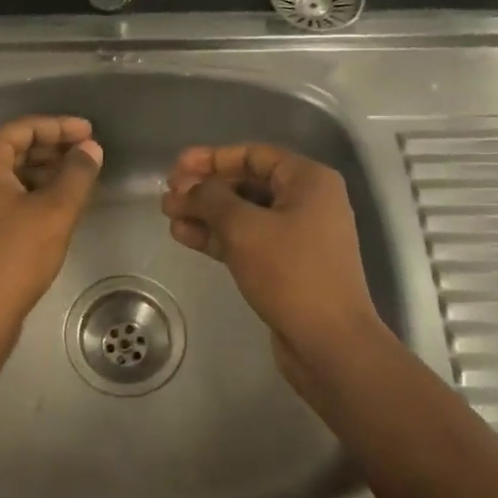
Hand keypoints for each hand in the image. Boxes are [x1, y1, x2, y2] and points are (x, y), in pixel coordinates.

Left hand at [0, 115, 103, 340]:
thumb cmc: (13, 257)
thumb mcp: (54, 212)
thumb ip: (77, 174)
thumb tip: (91, 149)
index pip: (24, 128)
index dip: (61, 127)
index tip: (92, 132)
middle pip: (13, 147)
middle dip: (53, 149)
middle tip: (89, 155)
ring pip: (7, 172)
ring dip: (42, 172)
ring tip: (78, 179)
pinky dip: (27, 192)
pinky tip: (55, 204)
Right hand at [161, 144, 385, 371]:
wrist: (329, 342)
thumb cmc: (291, 272)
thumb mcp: (245, 228)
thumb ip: (211, 199)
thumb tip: (189, 188)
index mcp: (308, 180)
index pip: (253, 155)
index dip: (212, 158)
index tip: (177, 167)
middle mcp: (306, 201)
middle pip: (246, 183)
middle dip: (205, 188)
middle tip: (168, 194)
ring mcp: (297, 235)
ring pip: (243, 214)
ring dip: (205, 213)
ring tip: (168, 215)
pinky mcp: (285, 265)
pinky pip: (246, 240)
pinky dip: (217, 236)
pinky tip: (184, 236)